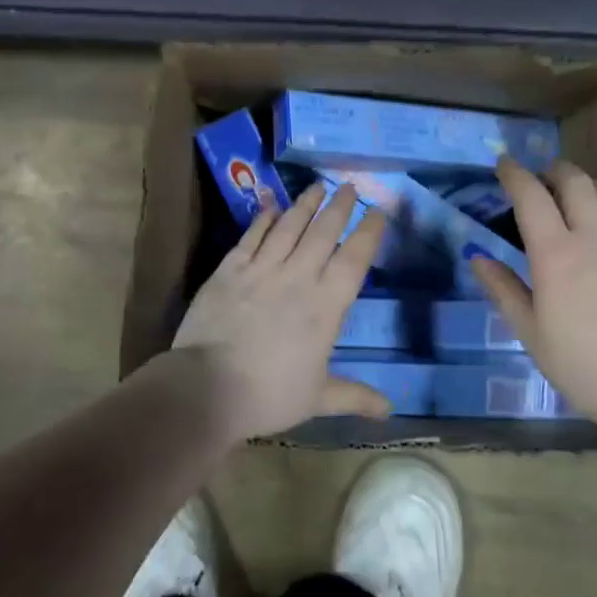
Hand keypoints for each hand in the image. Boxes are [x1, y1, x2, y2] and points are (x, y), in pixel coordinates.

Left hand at [172, 181, 391, 438]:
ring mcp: (261, 269)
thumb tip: (389, 410)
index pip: (354, 259)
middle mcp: (298, 277)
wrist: (208, 386)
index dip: (369, 232)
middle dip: (339, 207)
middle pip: (323, 233)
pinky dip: (263, 218)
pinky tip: (270, 204)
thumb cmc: (269, 395)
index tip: (379, 210)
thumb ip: (353, 396)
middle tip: (349, 185)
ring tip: (317, 186)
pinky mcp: (229, 269)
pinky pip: (251, 236)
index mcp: (325, 306)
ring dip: (305, 204)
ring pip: (289, 226)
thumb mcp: (317, 398)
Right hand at [471, 156, 596, 428]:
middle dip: (554, 170)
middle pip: (575, 182)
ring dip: (585, 184)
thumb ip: (503, 290)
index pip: (531, 196)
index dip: (514, 174)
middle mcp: (595, 238)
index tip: (503, 164)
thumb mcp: (531, 334)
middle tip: (541, 176)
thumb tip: (478, 258)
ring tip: (573, 194)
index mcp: (556, 254)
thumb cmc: (583, 368)